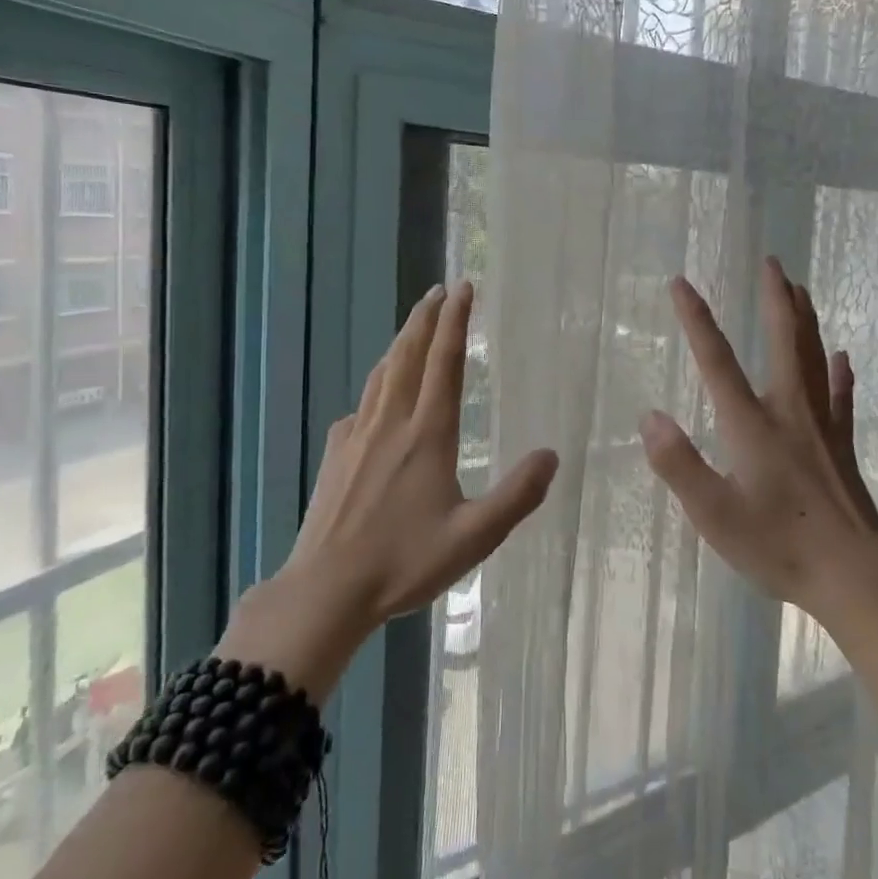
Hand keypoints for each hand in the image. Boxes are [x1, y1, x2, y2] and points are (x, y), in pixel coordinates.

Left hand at [218, 280, 558, 695]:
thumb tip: (552, 456)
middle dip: (425, 318)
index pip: (444, 363)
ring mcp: (358, 437)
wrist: (325, 590)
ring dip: (400, 343)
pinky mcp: (336, 455)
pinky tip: (376, 398)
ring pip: (381, 375)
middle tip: (438, 290)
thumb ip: (518, 495)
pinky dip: (376, 385)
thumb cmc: (404, 562)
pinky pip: (361, 405)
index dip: (456, 322)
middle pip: (408, 356)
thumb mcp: (475, 536)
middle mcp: (391, 424)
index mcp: (427, 434)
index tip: (463, 288)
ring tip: (413, 327)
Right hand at [638, 258, 877, 633]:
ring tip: (800, 288)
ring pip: (813, 359)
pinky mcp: (842, 448)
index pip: (717, 361)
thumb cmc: (779, 547)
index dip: (697, 320)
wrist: (855, 576)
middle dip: (774, 300)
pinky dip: (839, 374)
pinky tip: (842, 357)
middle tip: (772, 262)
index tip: (681, 283)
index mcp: (751, 426)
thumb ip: (679, 464)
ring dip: (804, 321)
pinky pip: (841, 399)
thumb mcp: (715, 514)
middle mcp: (788, 413)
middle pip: (782, 343)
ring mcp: (821, 428)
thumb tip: (650, 416)